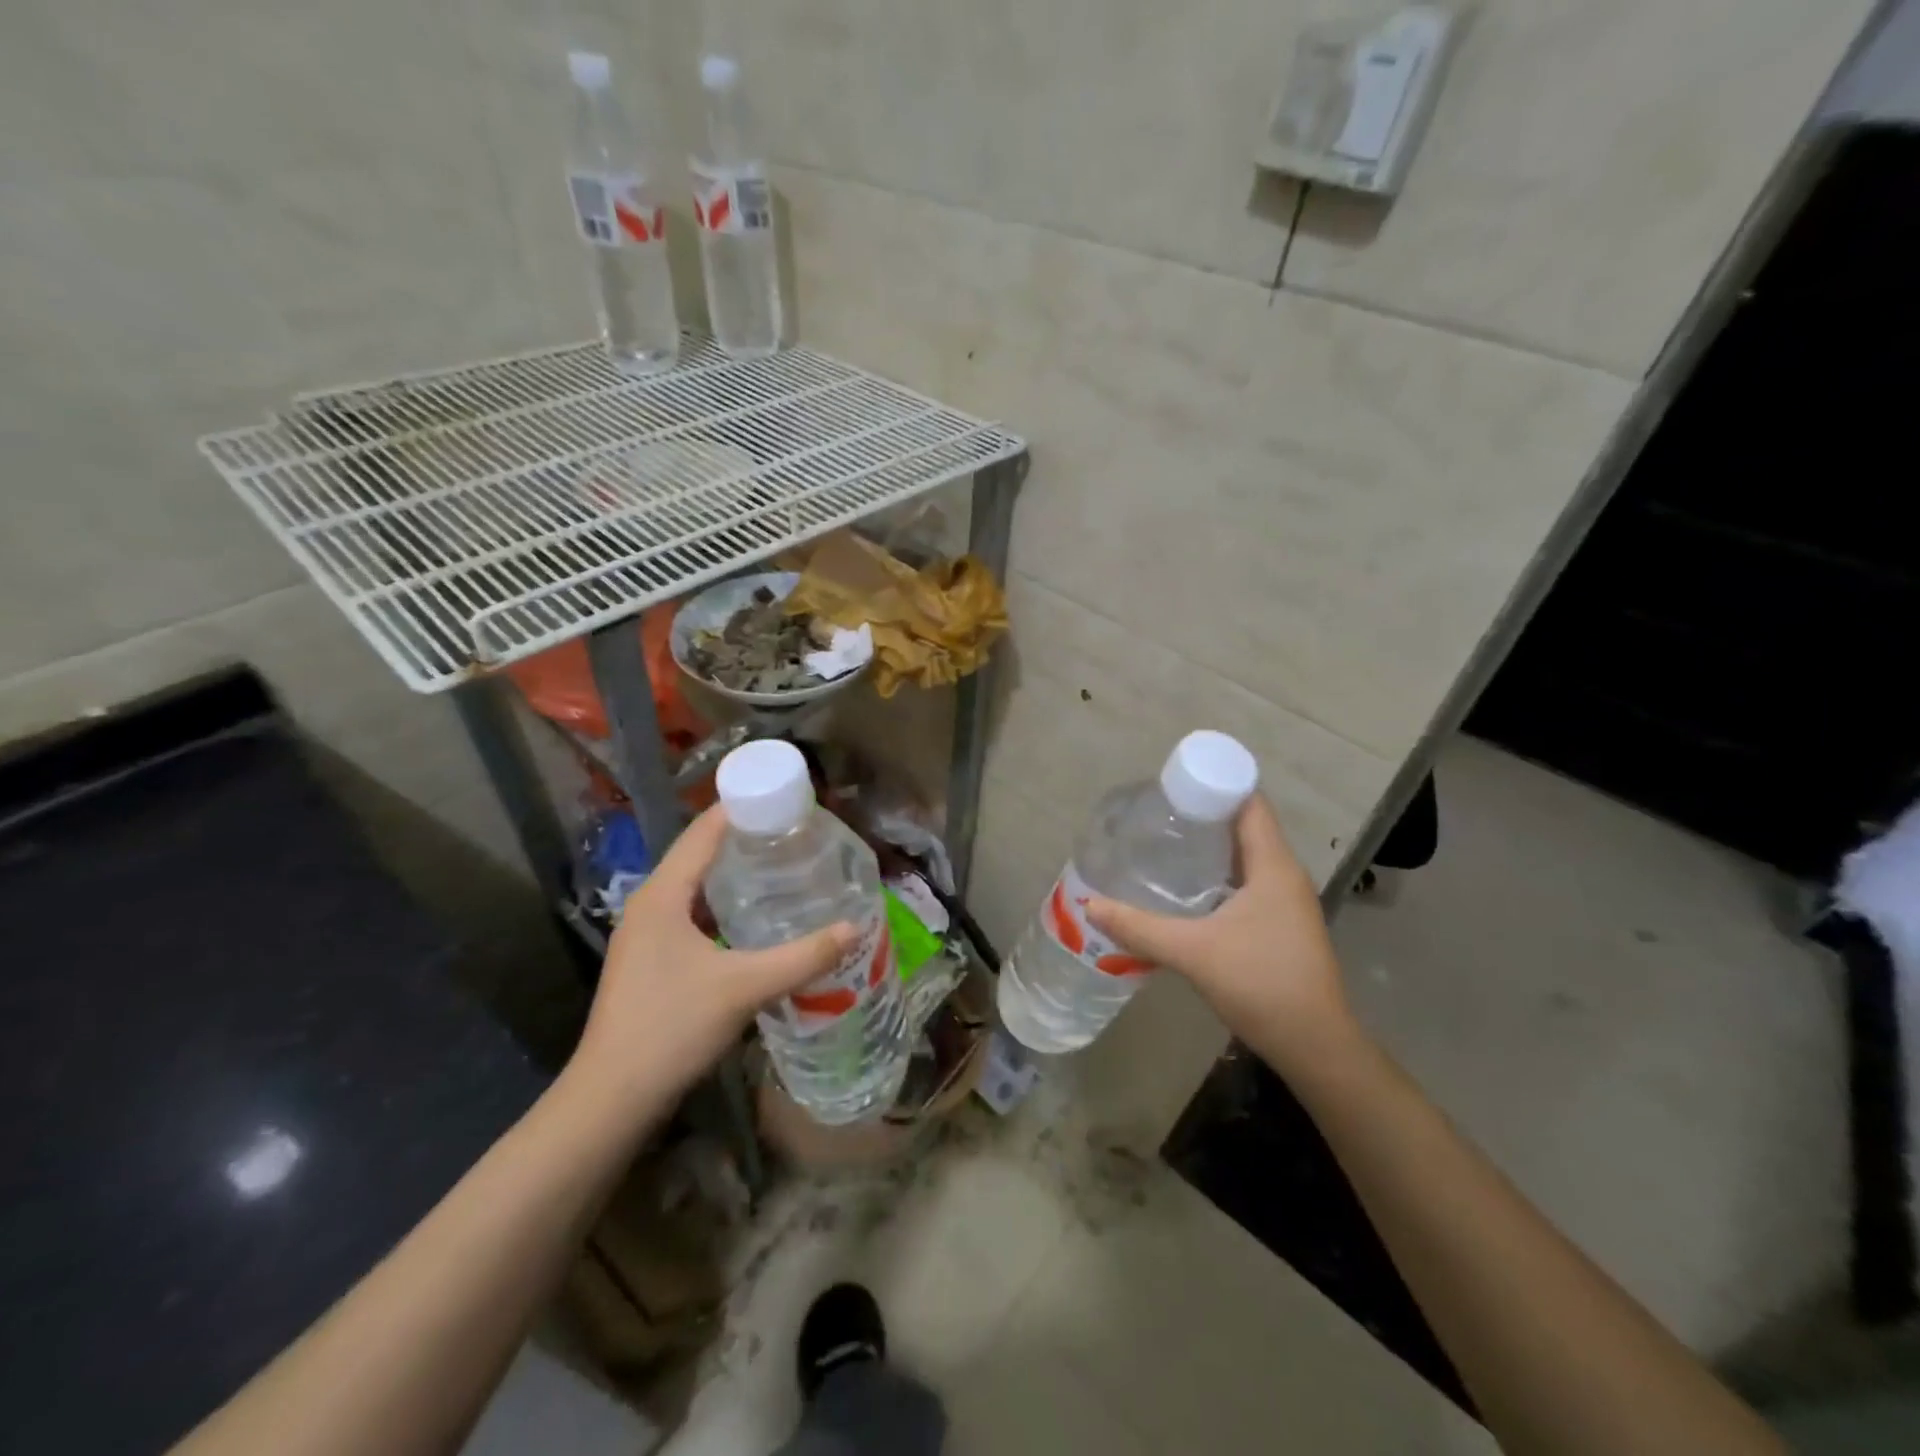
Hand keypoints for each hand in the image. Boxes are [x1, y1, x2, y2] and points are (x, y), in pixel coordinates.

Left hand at [570, 806, 856, 1111]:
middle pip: (700, 854)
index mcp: (663, 894)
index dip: (743, 809)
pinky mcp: (651, 960)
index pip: (704, 831)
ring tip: (784, 867)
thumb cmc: (672, 1027)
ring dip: (735, 874)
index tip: (787, 800)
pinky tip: (756, 918)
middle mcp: (650, 904)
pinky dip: (725, 906)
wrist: (612, 1098)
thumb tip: (855, 927)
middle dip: (746, 839)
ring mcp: (647, 934)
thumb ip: (803, 956)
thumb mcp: (744, 987)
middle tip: (797, 834)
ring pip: (696, 887)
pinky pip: (693, 914)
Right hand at [1085, 794, 1355, 1075]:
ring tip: (1167, 842)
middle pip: (1247, 826)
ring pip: (1247, 856)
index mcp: (1273, 866)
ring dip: (1212, 845)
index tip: (1176, 782)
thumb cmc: (1260, 983)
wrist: (1314, 1044)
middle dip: (1205, 814)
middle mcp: (1284, 875)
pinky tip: (1188, 888)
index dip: (1217, 784)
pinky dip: (1220, 874)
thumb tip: (1090, 904)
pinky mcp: (1282, 924)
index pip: (1250, 803)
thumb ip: (1140, 927)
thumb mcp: (1193, 952)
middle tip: (1159, 812)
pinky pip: (1249, 882)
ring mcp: (1287, 902)